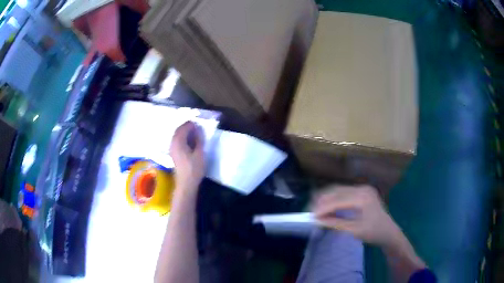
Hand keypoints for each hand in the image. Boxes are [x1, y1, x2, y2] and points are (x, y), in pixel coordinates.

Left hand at [170, 122, 205, 195]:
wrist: (186, 183)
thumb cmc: (194, 169)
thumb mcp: (199, 153)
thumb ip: (199, 139)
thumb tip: (198, 129)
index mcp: (178, 142)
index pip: (183, 127)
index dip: (191, 124)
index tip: (198, 124)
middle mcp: (173, 143)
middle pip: (178, 130)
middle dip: (187, 127)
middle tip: (196, 127)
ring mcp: (172, 149)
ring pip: (176, 136)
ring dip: (184, 132)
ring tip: (194, 133)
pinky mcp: (173, 154)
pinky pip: (176, 141)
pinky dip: (182, 138)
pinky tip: (189, 141)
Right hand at [313, 185, 401, 247]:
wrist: (389, 232)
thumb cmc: (374, 233)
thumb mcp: (354, 230)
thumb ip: (336, 223)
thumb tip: (317, 220)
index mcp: (363, 197)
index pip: (338, 200)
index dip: (323, 207)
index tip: (311, 216)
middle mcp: (362, 188)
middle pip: (337, 191)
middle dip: (322, 201)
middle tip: (311, 211)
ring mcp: (363, 188)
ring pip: (339, 190)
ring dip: (326, 198)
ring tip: (316, 209)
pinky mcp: (362, 191)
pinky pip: (344, 192)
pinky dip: (333, 198)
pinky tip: (327, 205)